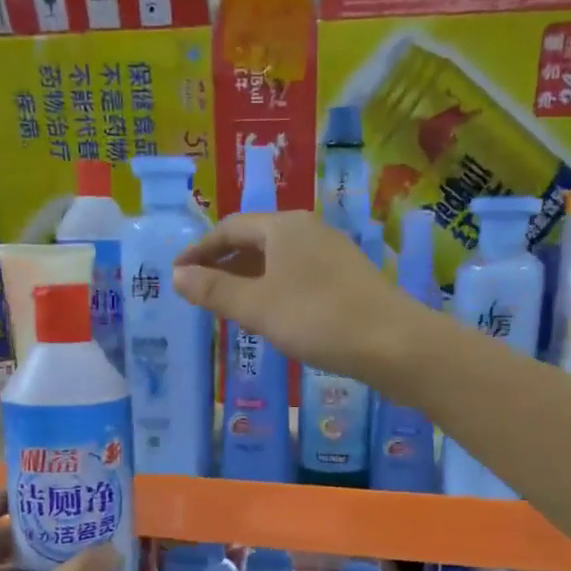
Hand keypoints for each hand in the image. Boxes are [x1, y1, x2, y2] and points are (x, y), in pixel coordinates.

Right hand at [173, 212, 429, 385]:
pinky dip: (274, 289)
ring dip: (249, 278)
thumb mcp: (257, 307)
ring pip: (278, 259)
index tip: (178, 274)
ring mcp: (332, 253)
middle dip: (224, 263)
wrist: (394, 344)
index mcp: (284, 226)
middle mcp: (308, 230)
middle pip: (255, 239)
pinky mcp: (347, 278)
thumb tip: (177, 276)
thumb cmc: (317, 319)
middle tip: (200, 291)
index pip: (230, 227)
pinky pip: (298, 275)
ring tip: (229, 306)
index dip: (199, 250)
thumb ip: (215, 291)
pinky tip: (272, 315)